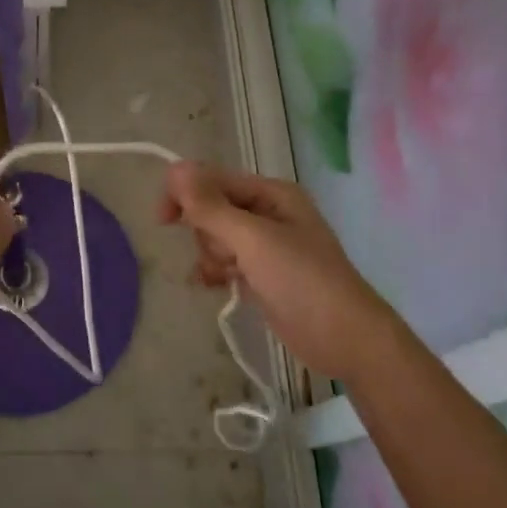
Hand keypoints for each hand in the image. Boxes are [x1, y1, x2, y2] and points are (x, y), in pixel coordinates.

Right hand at [159, 162, 397, 378]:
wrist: (344, 339)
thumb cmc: (301, 280)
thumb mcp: (252, 239)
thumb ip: (211, 206)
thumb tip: (174, 168)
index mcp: (272, 193)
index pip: (214, 179)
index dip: (185, 194)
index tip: (163, 219)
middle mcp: (268, 213)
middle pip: (212, 209)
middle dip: (207, 233)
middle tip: (226, 256)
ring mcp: (265, 246)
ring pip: (215, 238)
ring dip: (212, 256)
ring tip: (230, 276)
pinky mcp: (261, 274)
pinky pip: (224, 262)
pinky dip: (216, 272)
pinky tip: (216, 286)